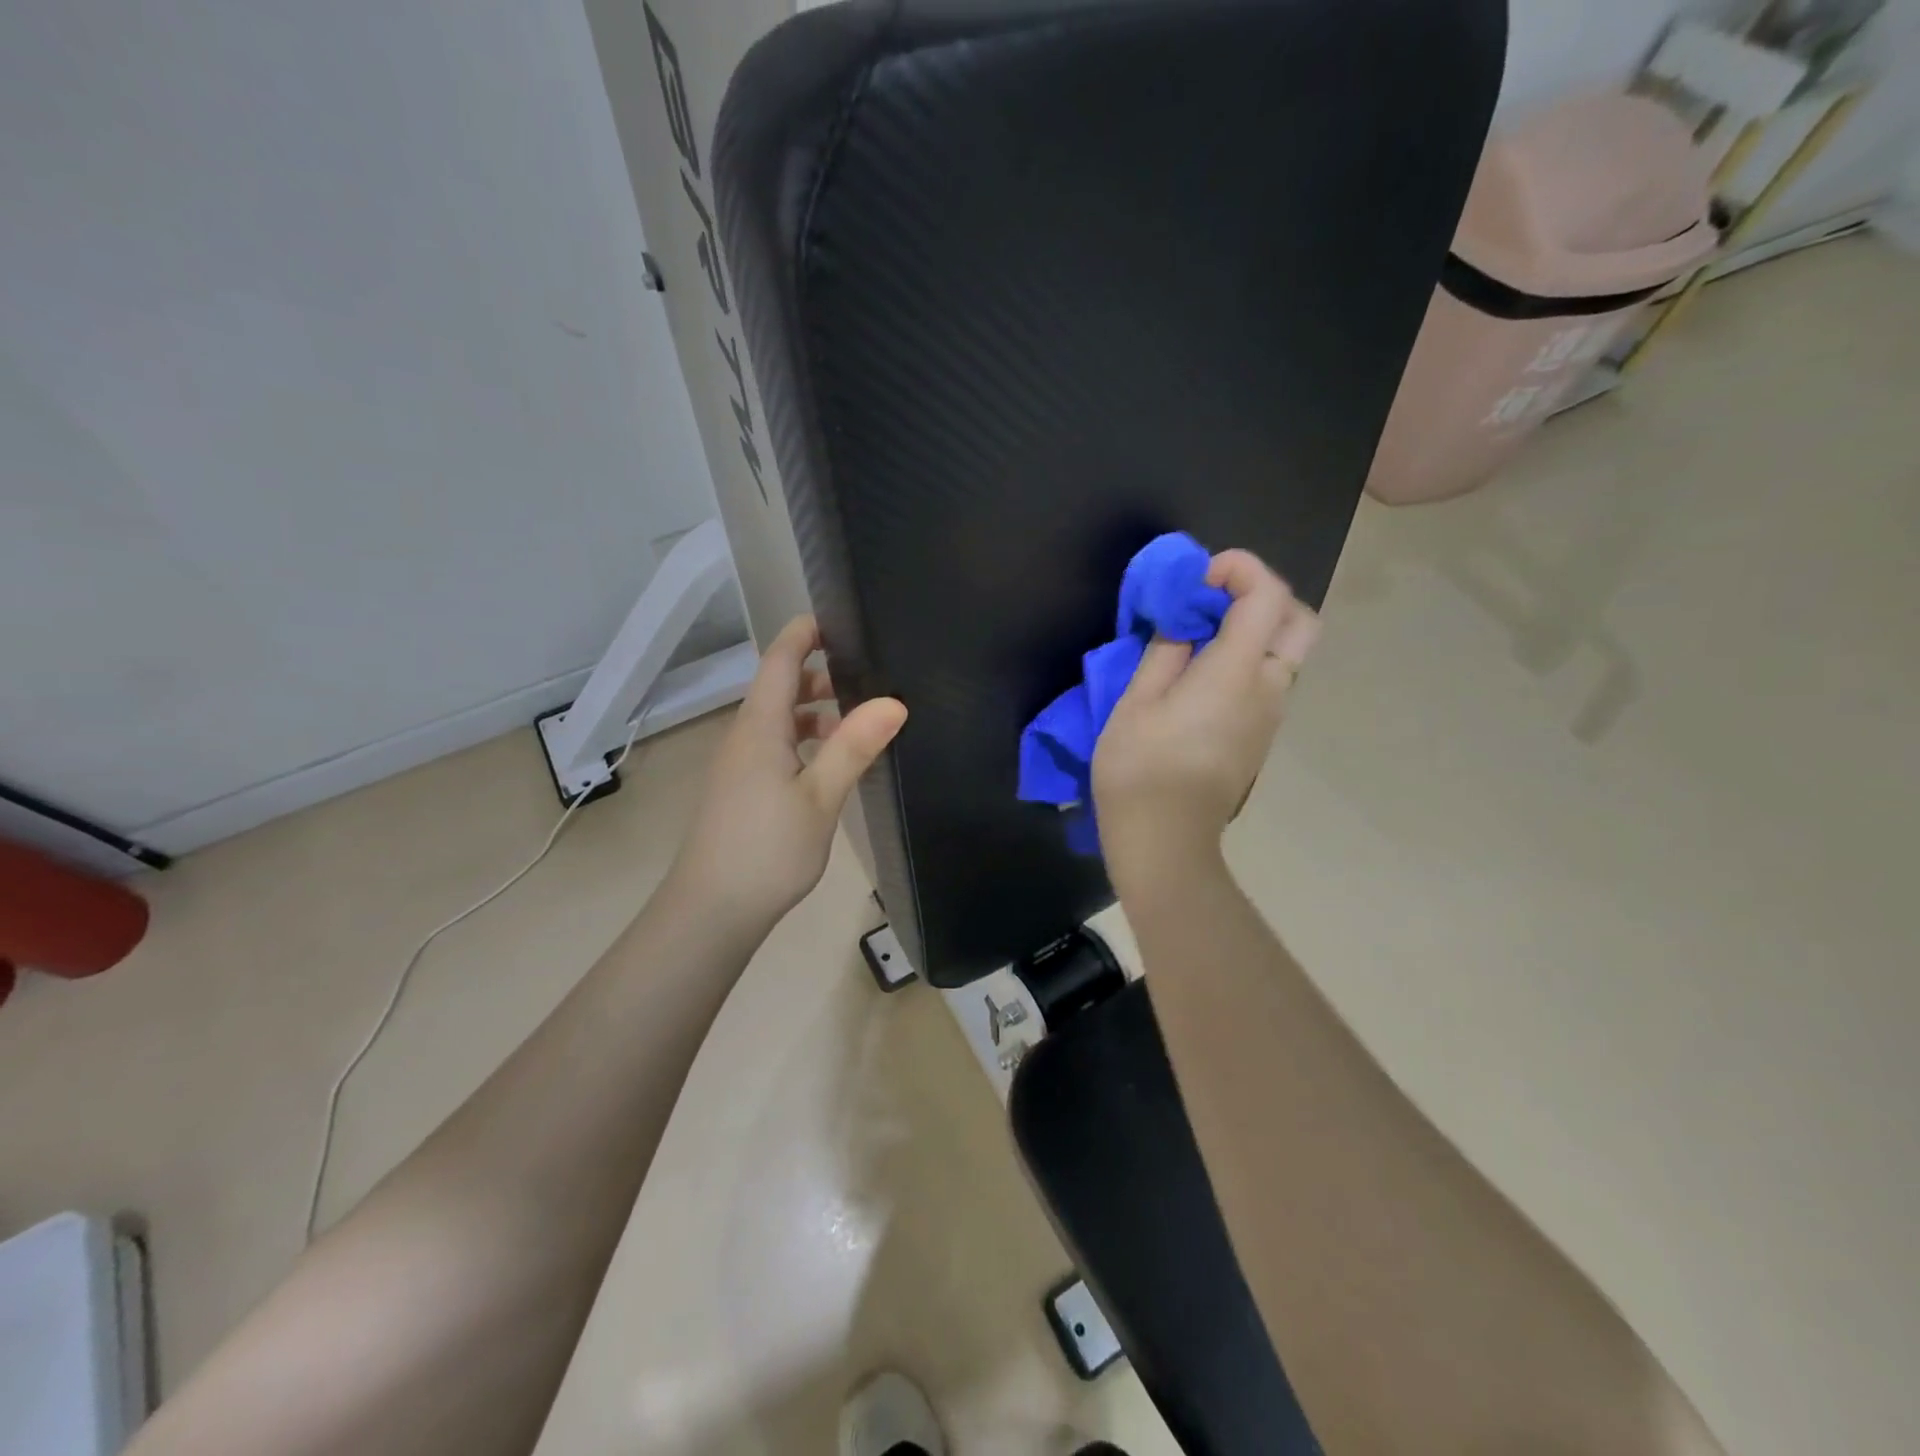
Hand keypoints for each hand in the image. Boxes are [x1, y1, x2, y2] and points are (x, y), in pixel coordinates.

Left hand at [673, 615, 906, 929]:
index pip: (781, 660)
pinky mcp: (742, 790)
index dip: (806, 633)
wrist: (711, 911)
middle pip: (780, 687)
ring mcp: (739, 765)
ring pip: (779, 720)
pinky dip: (805, 741)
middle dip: (821, 673)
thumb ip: (854, 746)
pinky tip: (832, 765)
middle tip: (870, 674)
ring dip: (816, 712)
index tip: (841, 618)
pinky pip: (775, 747)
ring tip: (860, 721)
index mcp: (759, 726)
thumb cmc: (767, 849)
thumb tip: (894, 701)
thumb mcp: (819, 797)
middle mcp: (744, 736)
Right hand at [1092, 550, 1319, 891]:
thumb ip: (1166, 650)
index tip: (1198, 577)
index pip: (1267, 595)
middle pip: (1299, 620)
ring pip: (1286, 652)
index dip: (1240, 569)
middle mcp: (1268, 688)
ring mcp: (1271, 716)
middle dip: (1263, 595)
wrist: (1165, 841)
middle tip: (1214, 602)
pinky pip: (1270, 680)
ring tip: (1199, 638)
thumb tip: (1184, 620)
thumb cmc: (1140, 769)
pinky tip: (1203, 676)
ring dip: (1254, 629)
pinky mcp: (1261, 736)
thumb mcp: (1137, 702)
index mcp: (1235, 673)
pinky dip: (1248, 659)